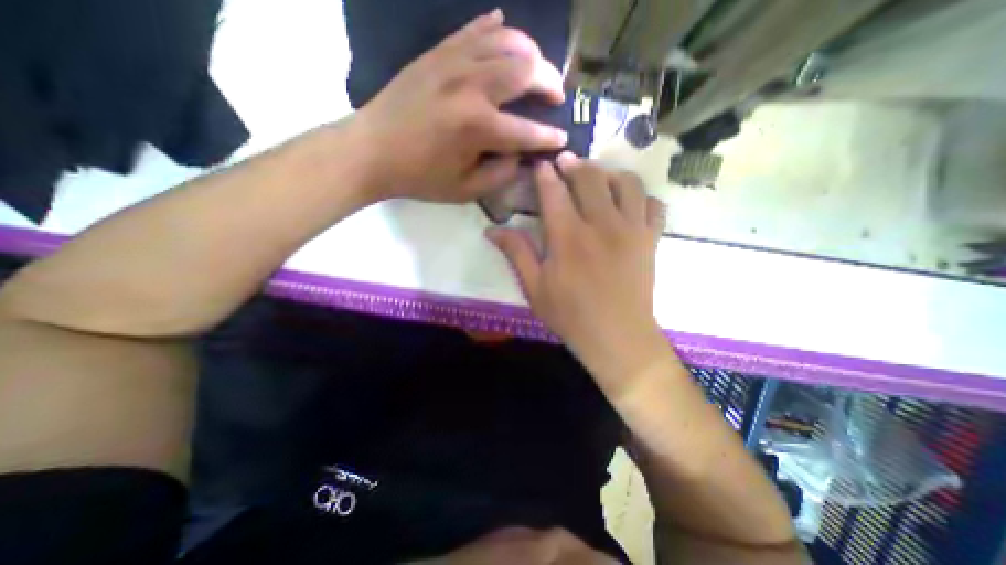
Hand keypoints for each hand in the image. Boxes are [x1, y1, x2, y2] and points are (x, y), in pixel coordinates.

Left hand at [353, 9, 564, 201]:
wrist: (372, 150)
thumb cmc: (419, 176)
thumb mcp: (465, 190)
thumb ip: (500, 175)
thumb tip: (520, 157)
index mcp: (478, 127)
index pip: (527, 131)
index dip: (549, 137)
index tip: (562, 139)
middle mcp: (472, 86)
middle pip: (526, 71)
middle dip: (550, 82)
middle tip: (556, 95)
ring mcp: (453, 62)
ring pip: (507, 41)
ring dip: (530, 53)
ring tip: (537, 67)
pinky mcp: (438, 53)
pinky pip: (475, 29)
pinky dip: (497, 29)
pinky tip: (505, 31)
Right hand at [488, 152, 666, 392]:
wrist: (618, 338)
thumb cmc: (571, 316)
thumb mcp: (535, 289)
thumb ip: (516, 253)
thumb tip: (491, 230)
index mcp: (568, 237)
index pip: (554, 192)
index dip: (545, 174)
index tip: (540, 165)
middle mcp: (601, 225)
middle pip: (591, 177)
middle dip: (575, 163)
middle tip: (565, 162)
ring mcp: (631, 230)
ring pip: (627, 182)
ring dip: (610, 173)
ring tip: (598, 178)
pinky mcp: (650, 240)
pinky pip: (654, 205)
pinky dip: (641, 197)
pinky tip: (629, 204)